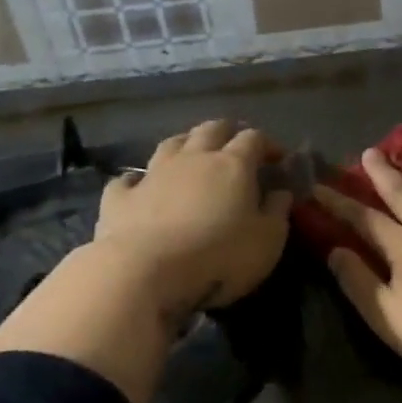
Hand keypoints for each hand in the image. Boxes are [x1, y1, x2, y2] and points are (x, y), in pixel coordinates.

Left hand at [95, 120, 291, 327]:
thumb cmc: (219, 257)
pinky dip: (139, 179)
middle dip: (227, 132)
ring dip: (186, 144)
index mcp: (233, 165)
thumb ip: (277, 212)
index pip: (254, 139)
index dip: (268, 144)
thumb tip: (281, 192)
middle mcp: (193, 158)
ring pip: (171, 143)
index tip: (277, 159)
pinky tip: (140, 186)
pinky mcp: (120, 198)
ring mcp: (153, 174)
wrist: (144, 273)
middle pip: (212, 129)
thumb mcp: (267, 241)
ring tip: (194, 154)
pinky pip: (129, 179)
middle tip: (237, 145)